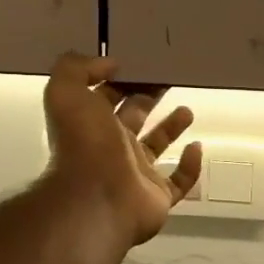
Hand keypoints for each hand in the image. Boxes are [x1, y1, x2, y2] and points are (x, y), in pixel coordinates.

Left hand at [43, 54, 202, 246]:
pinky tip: (196, 148)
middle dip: (148, 98)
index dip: (121, 80)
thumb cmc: (84, 144)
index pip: (107, 97)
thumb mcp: (66, 93)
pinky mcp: (158, 197)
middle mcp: (113, 148)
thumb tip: (109, 63)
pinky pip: (179, 182)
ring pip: (157, 147)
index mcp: (92, 124)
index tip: (142, 63)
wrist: (95, 200)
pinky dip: (190, 167)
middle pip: (134, 118)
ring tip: (187, 110)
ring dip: (171, 128)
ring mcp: (136, 175)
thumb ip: (78, 68)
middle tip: (168, 79)